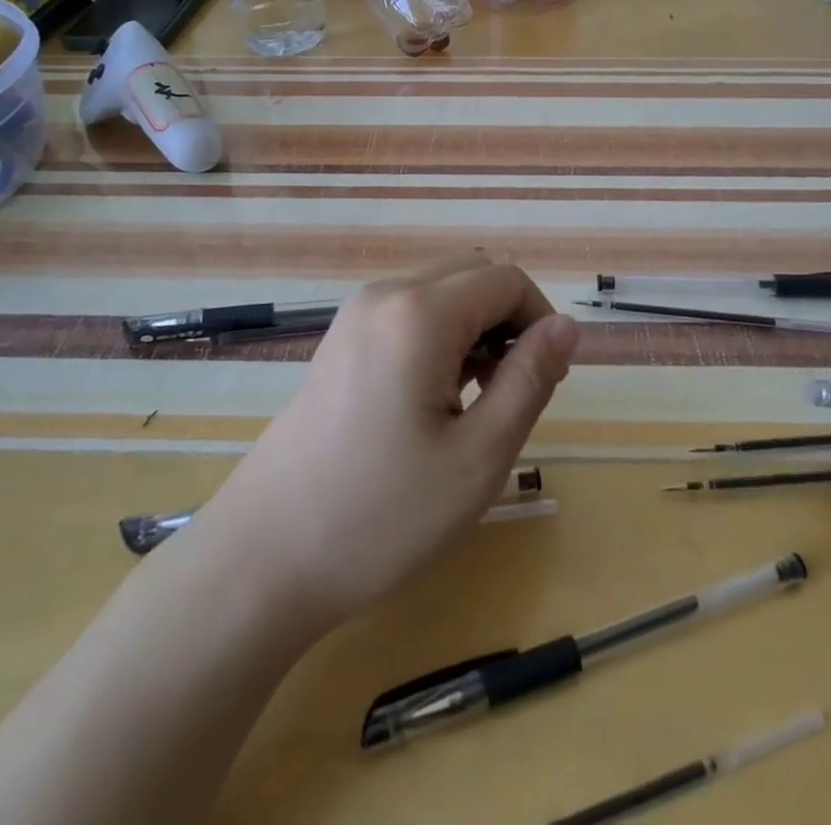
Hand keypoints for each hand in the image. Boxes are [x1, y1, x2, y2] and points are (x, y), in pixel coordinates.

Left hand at [181, 255, 579, 634]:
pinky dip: (440, 334)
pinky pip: (408, 311)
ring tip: (474, 401)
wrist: (264, 557)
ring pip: (441, 290)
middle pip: (473, 273)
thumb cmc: (381, 515)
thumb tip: (566, 326)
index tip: (545, 381)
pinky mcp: (340, 339)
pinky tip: (433, 398)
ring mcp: (355, 314)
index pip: (506, 279)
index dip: (539, 321)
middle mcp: (384, 294)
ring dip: (475, 327)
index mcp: (419, 313)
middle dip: (508, 318)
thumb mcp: (478, 457)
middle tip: (510, 391)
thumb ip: (530, 380)